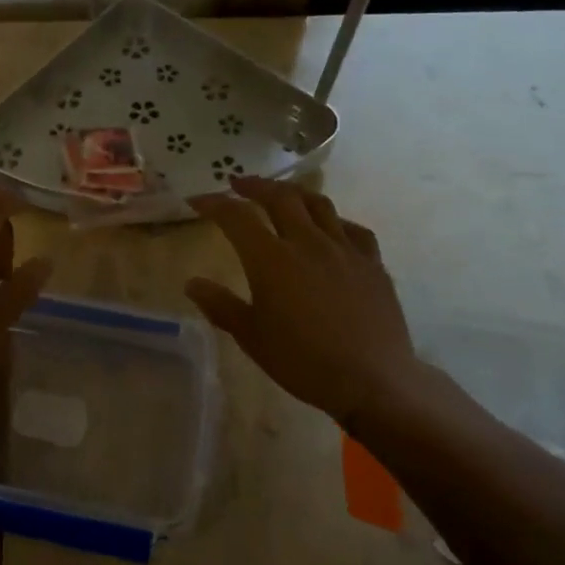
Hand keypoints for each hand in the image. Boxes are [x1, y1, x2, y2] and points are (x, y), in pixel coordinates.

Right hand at [186, 177, 426, 427]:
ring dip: (294, 193)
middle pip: (280, 197)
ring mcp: (344, 249)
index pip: (236, 217)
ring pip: (318, 204)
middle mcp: (307, 242)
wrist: (372, 380)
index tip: (197, 201)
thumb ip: (220, 305)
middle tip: (238, 184)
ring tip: (282, 194)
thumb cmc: (302, 361)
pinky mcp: (372, 263)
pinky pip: (353, 229)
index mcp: (271, 259)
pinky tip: (331, 228)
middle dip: (255, 186)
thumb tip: (192, 284)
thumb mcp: (251, 337)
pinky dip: (335, 221)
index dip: (213, 204)